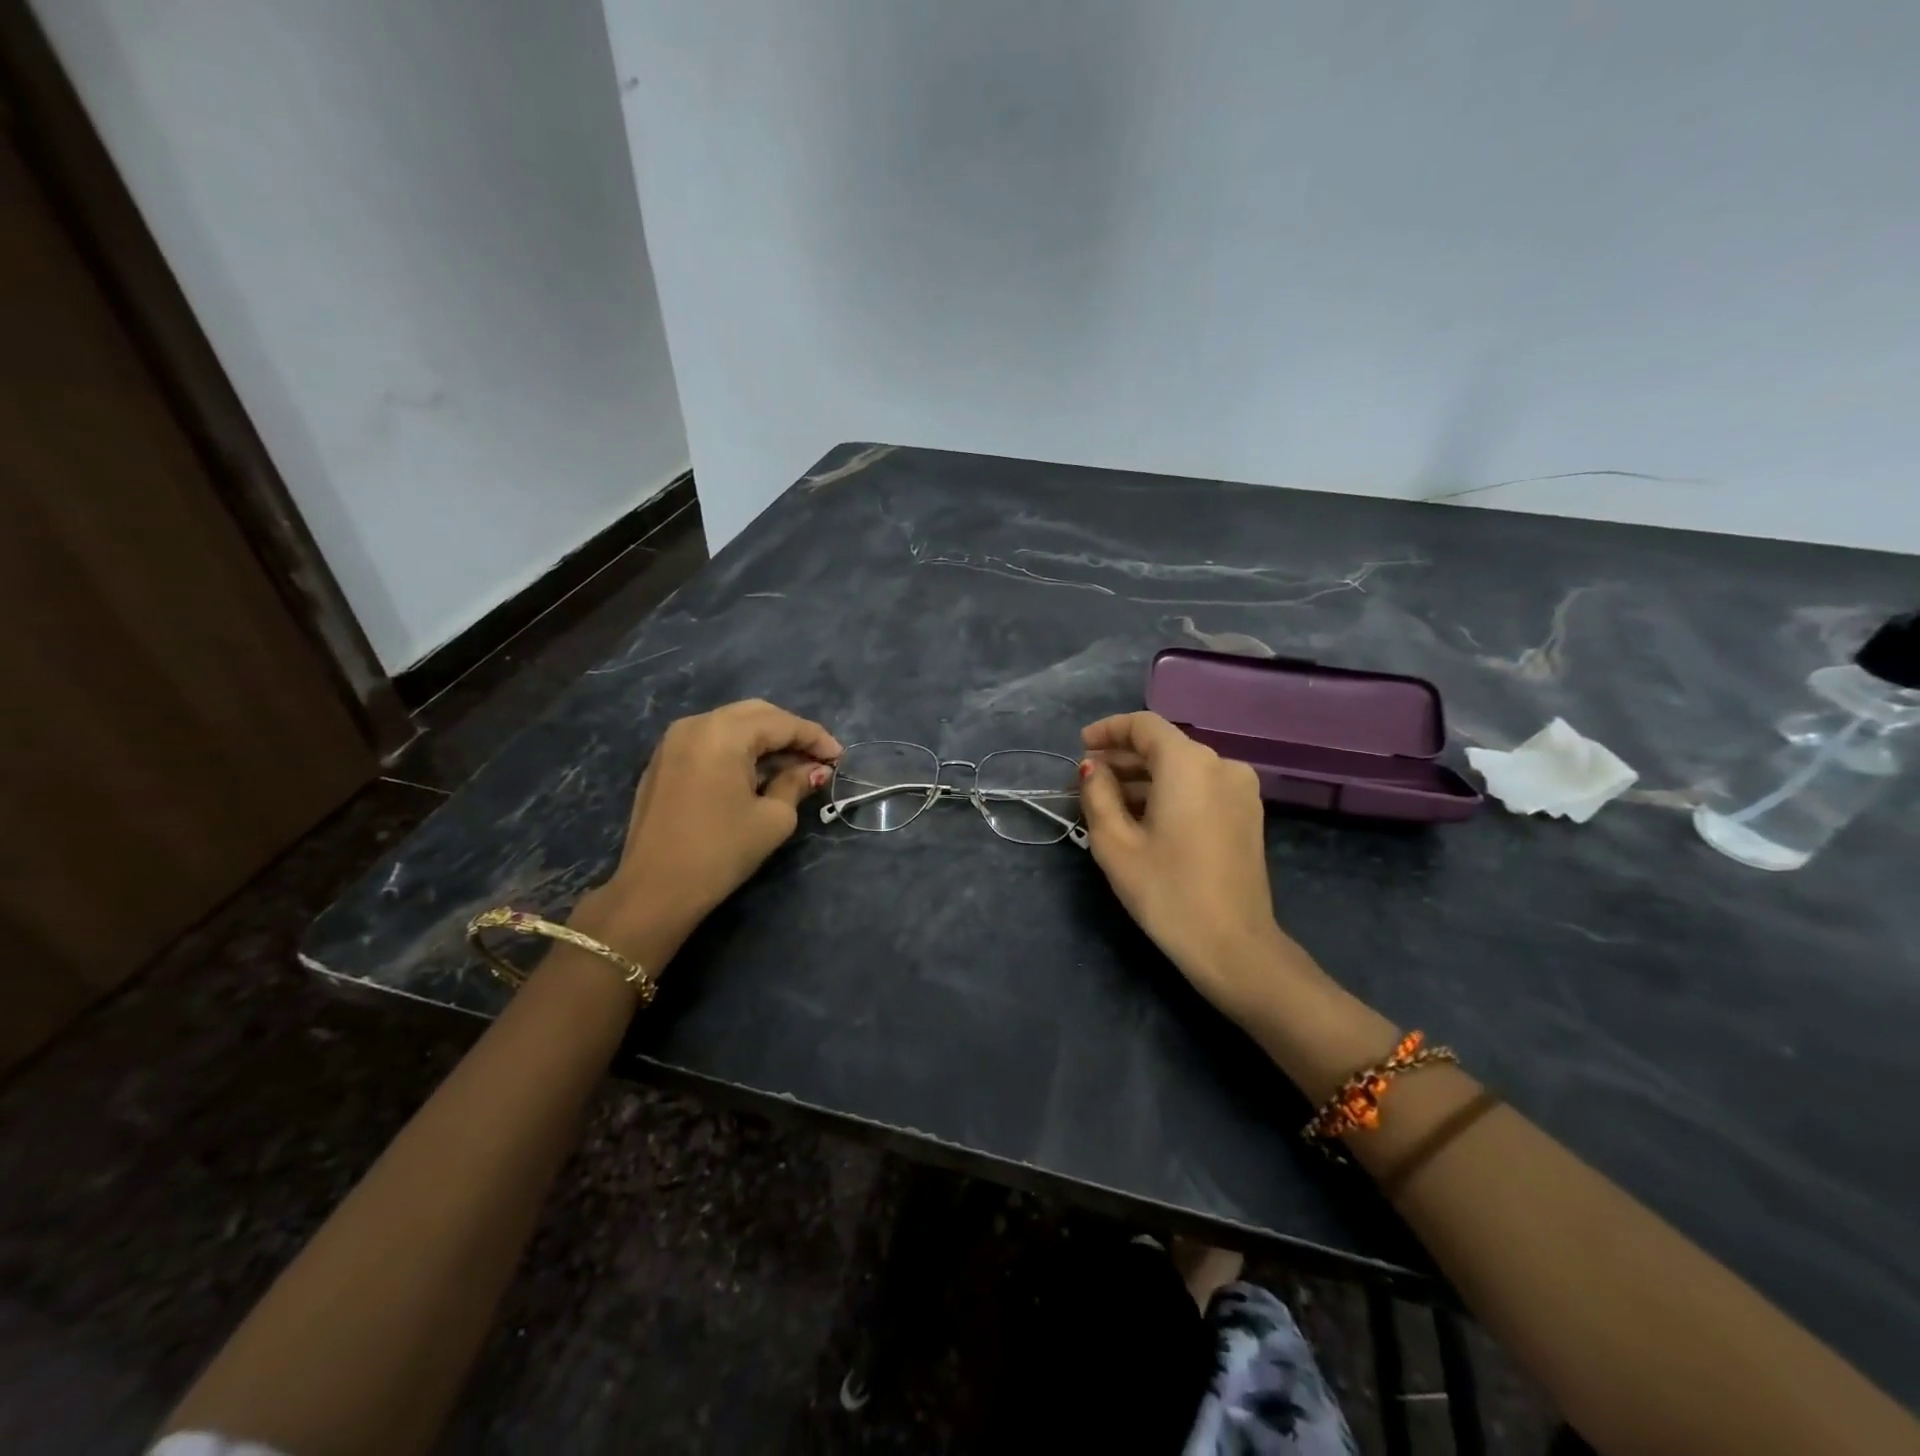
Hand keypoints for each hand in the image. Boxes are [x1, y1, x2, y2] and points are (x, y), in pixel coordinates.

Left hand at [574, 699, 841, 969]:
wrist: (655, 889)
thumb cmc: (721, 851)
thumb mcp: (772, 819)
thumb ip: (796, 784)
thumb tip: (814, 770)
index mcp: (725, 733)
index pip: (782, 724)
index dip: (815, 738)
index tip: (840, 757)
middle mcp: (697, 724)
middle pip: (756, 715)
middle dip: (790, 733)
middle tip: (817, 759)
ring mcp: (674, 741)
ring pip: (731, 724)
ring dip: (764, 740)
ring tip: (792, 766)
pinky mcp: (663, 760)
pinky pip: (710, 740)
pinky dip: (738, 749)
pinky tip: (756, 773)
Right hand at [1078, 712, 1313, 1021]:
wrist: (1233, 946)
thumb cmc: (1166, 891)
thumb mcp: (1115, 843)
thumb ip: (1097, 794)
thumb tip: (1092, 768)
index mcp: (1189, 763)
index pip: (1144, 725)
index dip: (1108, 730)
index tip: (1080, 746)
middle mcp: (1221, 765)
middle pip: (1164, 746)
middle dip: (1122, 758)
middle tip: (1086, 780)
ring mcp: (1241, 790)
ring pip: (1182, 768)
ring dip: (1143, 778)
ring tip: (1107, 801)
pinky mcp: (1247, 815)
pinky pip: (1200, 787)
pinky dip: (1168, 792)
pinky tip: (1142, 816)